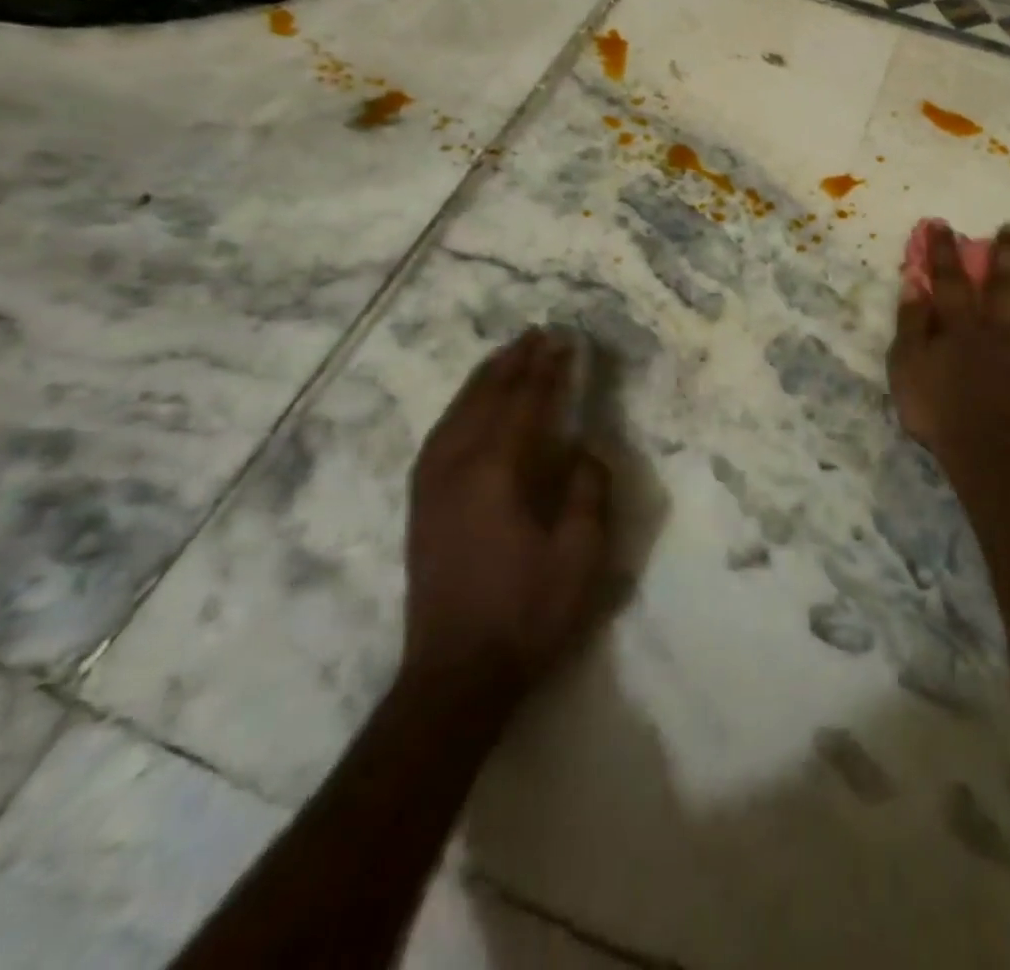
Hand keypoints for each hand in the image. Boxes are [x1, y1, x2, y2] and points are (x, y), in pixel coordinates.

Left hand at [402, 329, 609, 704]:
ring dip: (484, 379)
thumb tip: (584, 449)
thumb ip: (588, 491)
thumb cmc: (528, 613)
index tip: (564, 340)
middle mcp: (458, 467)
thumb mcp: (581, 556)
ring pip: (457, 413)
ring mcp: (433, 486)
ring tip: (505, 355)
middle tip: (537, 334)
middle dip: (515, 363)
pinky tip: (466, 407)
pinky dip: (458, 409)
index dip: (549, 370)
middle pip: (488, 398)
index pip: (528, 404)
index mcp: (500, 472)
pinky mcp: (422, 506)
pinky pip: (438, 437)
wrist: (456, 675)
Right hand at [887, 222, 1009, 466]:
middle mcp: (1005, 333)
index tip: (943, 224)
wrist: (989, 452)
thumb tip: (913, 285)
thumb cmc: (940, 411)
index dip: (944, 253)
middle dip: (1009, 256)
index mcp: (964, 329)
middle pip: (1008, 288)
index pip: (950, 282)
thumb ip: (911, 325)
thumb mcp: (907, 367)